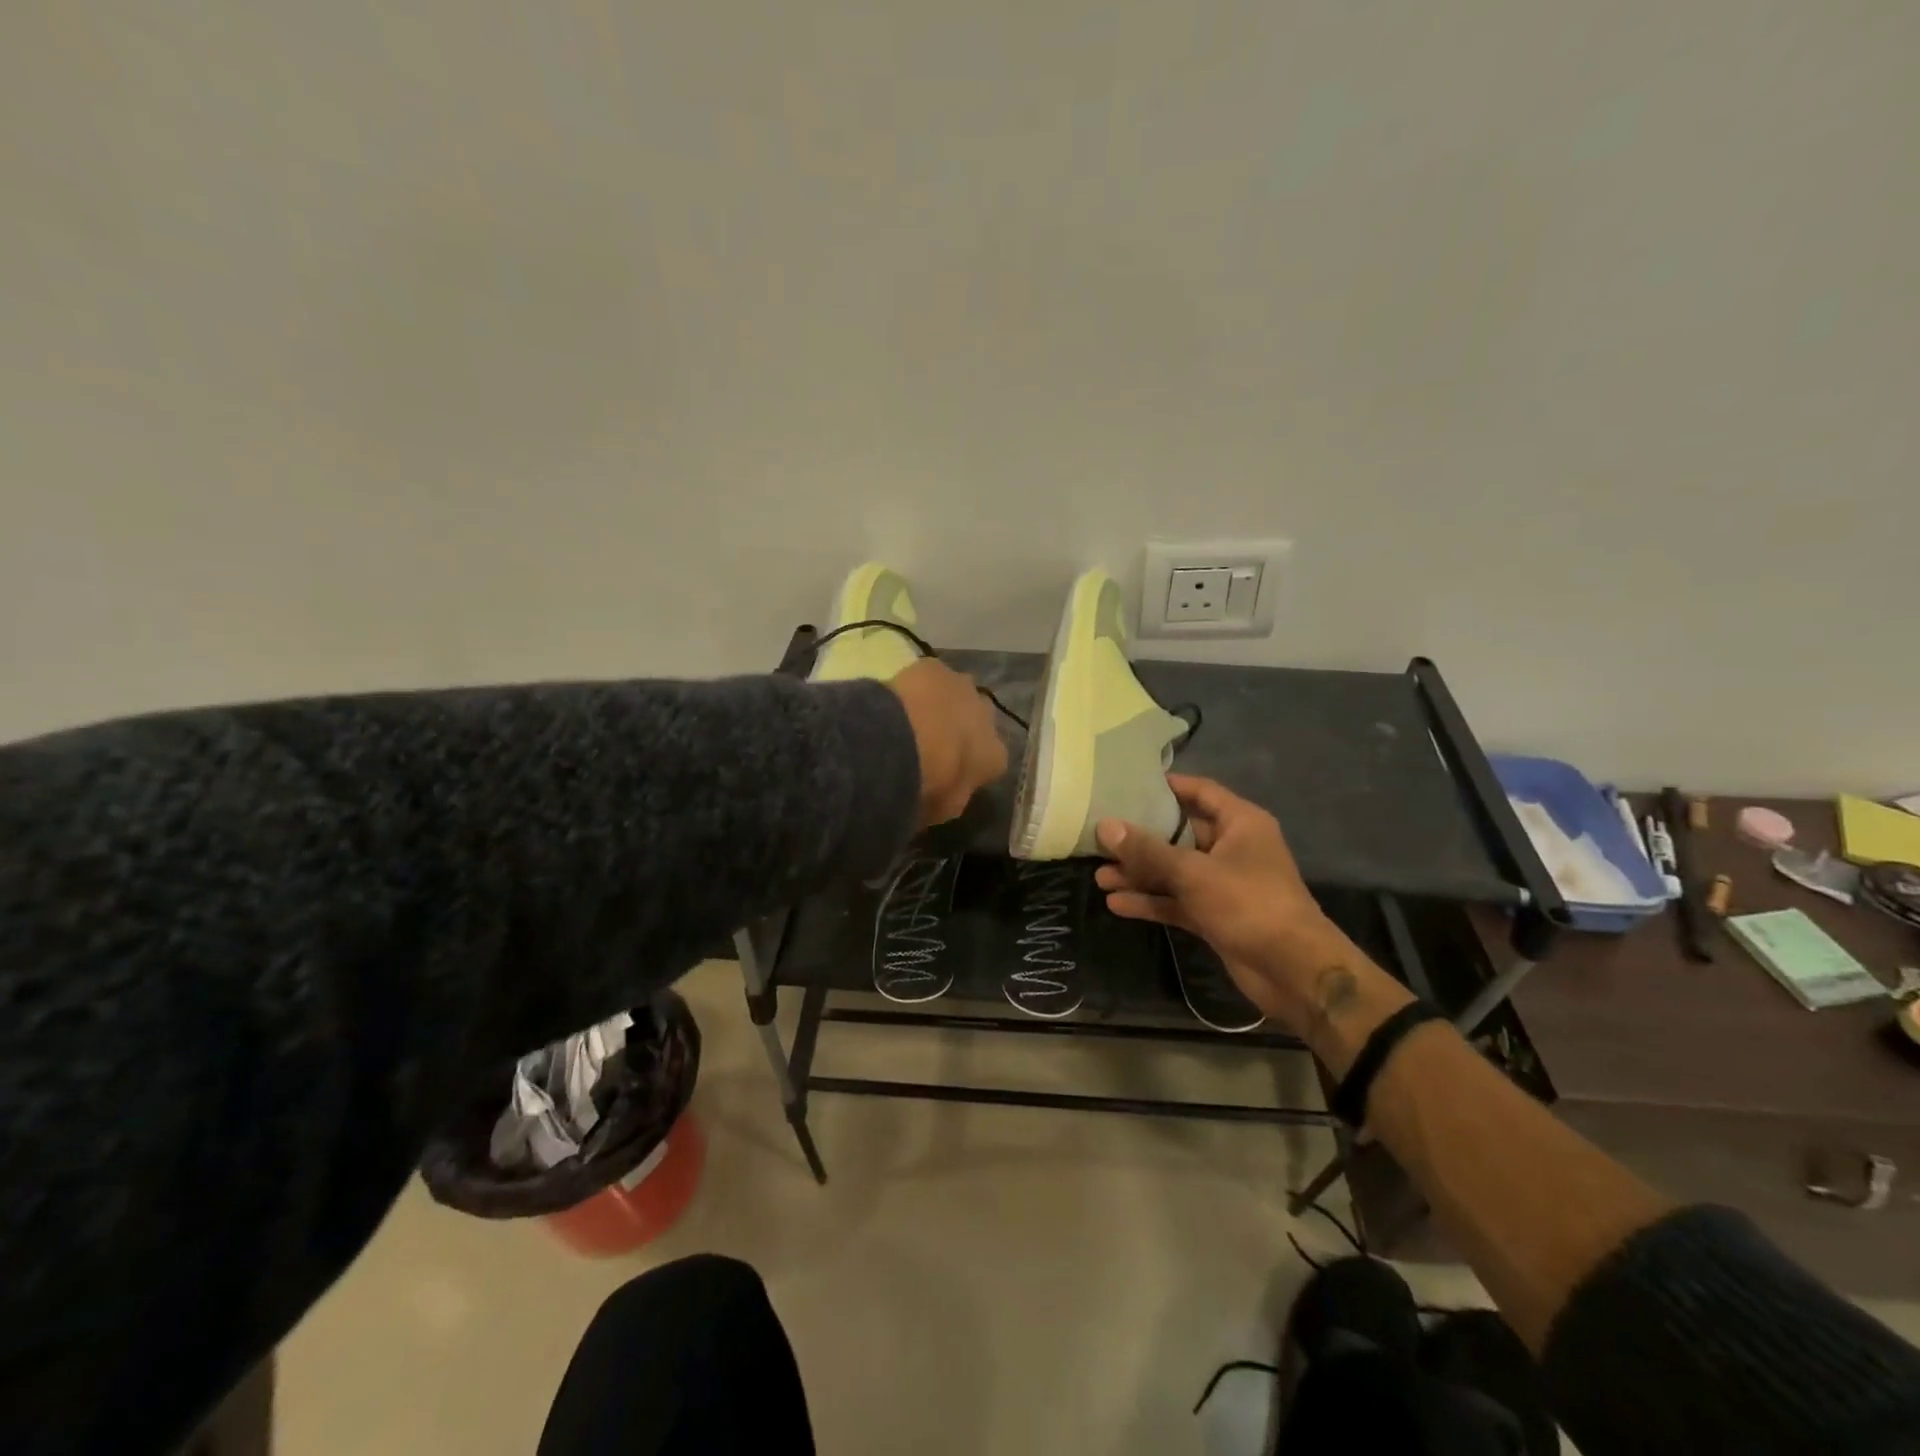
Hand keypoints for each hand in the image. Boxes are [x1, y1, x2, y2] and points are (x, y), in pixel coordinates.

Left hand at [888, 659, 1008, 826]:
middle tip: (933, 743)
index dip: (971, 766)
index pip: (991, 762)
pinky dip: (918, 686)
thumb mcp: (943, 808)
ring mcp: (963, 687)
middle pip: (979, 720)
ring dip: (943, 704)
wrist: (900, 743)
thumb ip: (952, 795)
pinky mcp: (935, 667)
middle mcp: (988, 717)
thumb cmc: (926, 785)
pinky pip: (930, 677)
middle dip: (962, 728)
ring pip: (958, 694)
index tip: (949, 774)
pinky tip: (898, 698)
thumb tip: (945, 791)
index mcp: (995, 756)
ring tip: (914, 718)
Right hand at [1094, 774, 1390, 1036]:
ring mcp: (1223, 884)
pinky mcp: (1215, 915)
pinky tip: (1117, 903)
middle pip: (1180, 834)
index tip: (1127, 785)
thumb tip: (1104, 826)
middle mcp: (1232, 848)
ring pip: (1175, 871)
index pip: (1199, 792)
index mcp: (1240, 823)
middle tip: (1101, 836)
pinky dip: (1152, 902)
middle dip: (1141, 839)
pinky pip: (1177, 901)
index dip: (1166, 787)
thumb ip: (1147, 850)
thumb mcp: (1194, 872)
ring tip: (1099, 875)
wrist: (1293, 971)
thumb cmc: (1249, 903)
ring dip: (1141, 874)